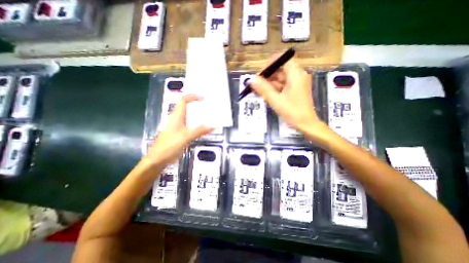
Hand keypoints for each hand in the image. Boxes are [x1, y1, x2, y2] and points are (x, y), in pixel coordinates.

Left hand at [146, 93, 213, 163]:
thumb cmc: (168, 146)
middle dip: (196, 104)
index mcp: (176, 117)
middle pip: (185, 107)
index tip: (203, 98)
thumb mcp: (185, 137)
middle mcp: (176, 119)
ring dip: (196, 114)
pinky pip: (188, 124)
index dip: (192, 96)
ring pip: (187, 116)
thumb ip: (198, 131)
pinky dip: (196, 123)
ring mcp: (177, 126)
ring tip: (207, 115)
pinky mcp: (178, 133)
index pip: (183, 101)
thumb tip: (211, 126)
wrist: (157, 159)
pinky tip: (201, 127)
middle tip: (207, 106)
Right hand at [249, 59, 328, 142]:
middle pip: (280, 70)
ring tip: (257, 91)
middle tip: (256, 85)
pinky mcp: (295, 91)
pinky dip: (274, 89)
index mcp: (296, 75)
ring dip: (269, 84)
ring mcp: (297, 84)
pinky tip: (265, 95)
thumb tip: (251, 79)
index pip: (282, 60)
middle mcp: (298, 76)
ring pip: (281, 79)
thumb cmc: (292, 112)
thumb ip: (263, 88)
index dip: (270, 65)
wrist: (306, 125)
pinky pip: (283, 86)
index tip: (260, 74)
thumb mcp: (276, 100)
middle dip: (267, 76)